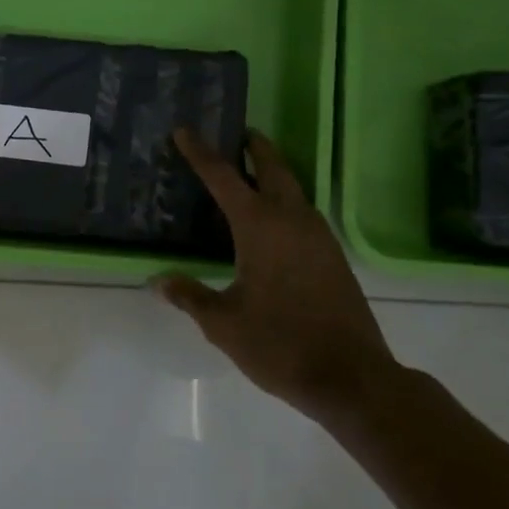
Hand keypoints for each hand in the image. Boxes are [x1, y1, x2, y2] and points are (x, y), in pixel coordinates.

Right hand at [153, 128, 400, 430]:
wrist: (351, 376)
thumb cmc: (280, 344)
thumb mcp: (223, 323)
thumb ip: (190, 296)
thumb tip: (158, 281)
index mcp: (260, 227)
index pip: (223, 177)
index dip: (201, 153)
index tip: (185, 131)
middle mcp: (292, 220)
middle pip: (272, 169)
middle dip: (253, 147)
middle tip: (237, 133)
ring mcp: (318, 236)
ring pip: (292, 189)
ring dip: (271, 173)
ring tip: (249, 172)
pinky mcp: (332, 255)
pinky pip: (302, 212)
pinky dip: (283, 200)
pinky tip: (271, 220)